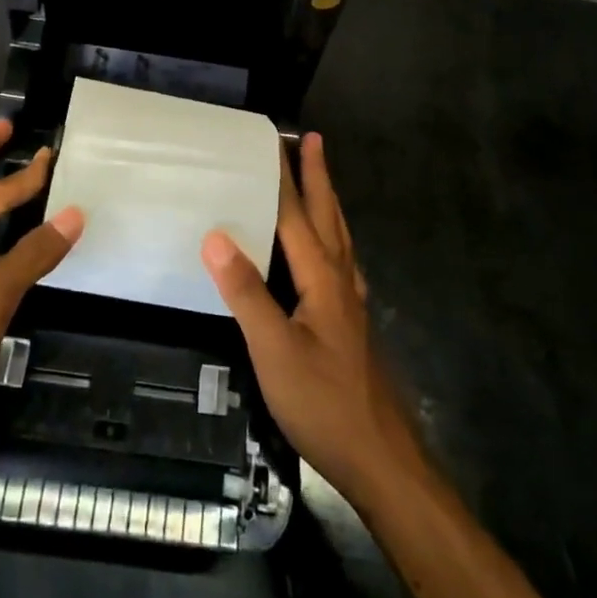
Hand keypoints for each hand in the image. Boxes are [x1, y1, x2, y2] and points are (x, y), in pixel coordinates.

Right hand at [201, 133, 425, 509]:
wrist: (380, 458)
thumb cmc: (323, 403)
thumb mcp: (274, 350)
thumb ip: (246, 293)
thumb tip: (216, 236)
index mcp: (322, 278)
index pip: (296, 215)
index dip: (284, 177)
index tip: (274, 140)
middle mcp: (342, 280)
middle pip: (328, 216)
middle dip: (318, 176)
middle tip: (312, 139)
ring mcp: (351, 303)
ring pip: (339, 237)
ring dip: (327, 202)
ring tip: (319, 180)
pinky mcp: (352, 323)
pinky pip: (341, 261)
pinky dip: (331, 237)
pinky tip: (327, 251)